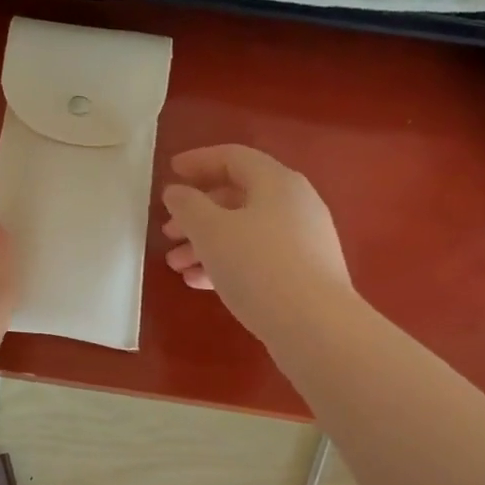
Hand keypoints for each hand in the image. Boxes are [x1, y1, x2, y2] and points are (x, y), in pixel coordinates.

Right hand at [161, 145, 352, 345]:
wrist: (316, 327)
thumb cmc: (258, 267)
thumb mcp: (212, 232)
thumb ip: (188, 206)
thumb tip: (176, 192)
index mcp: (277, 182)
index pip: (234, 158)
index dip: (198, 161)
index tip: (171, 172)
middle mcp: (295, 204)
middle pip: (238, 196)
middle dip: (198, 213)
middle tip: (168, 231)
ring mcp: (303, 241)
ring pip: (246, 231)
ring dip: (207, 244)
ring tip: (176, 266)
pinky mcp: (304, 274)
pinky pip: (258, 258)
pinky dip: (227, 264)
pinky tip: (199, 283)